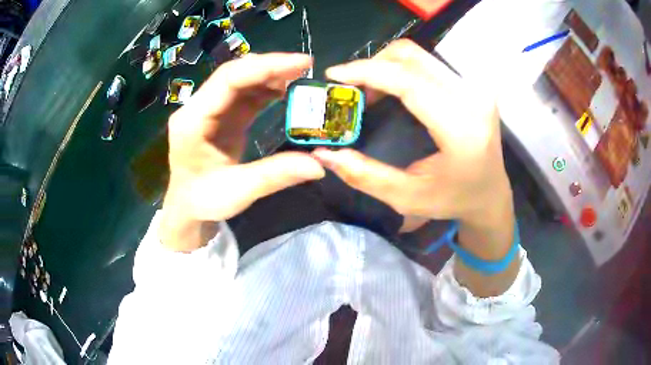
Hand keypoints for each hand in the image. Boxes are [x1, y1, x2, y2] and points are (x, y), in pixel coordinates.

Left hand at [161, 53, 324, 251]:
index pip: (228, 80)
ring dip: (269, 75)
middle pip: (234, 73)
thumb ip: (275, 176)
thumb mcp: (238, 192)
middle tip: (305, 67)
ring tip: (299, 77)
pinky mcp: (220, 115)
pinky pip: (243, 93)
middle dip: (270, 66)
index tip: (301, 63)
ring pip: (240, 80)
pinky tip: (284, 90)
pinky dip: (265, 88)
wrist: (187, 206)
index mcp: (192, 121)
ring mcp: (208, 109)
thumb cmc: (203, 201)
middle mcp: (197, 108)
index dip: (265, 67)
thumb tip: (319, 166)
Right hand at [314, 39, 511, 230]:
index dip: (367, 71)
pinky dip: (401, 69)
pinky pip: (428, 63)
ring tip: (367, 91)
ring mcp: (476, 87)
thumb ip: (364, 175)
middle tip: (349, 89)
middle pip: (412, 57)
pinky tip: (390, 90)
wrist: (491, 193)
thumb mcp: (407, 197)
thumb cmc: (454, 200)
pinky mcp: (472, 85)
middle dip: (372, 66)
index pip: (409, 81)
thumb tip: (324, 153)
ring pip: (419, 55)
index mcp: (461, 127)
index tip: (333, 75)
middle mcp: (473, 97)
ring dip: (385, 66)